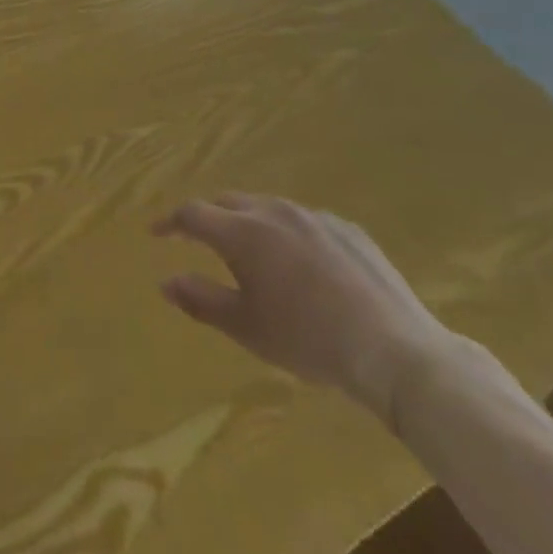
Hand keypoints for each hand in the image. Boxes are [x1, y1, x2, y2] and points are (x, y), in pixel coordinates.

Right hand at [154, 193, 457, 420]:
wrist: (396, 351)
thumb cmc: (309, 340)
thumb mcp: (246, 328)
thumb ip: (201, 300)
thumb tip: (165, 282)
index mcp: (244, 232)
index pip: (192, 214)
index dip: (169, 222)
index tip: (156, 234)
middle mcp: (274, 211)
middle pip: (228, 202)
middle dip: (208, 218)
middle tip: (199, 240)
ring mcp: (315, 217)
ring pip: (267, 207)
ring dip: (248, 222)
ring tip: (250, 251)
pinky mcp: (348, 230)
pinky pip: (304, 221)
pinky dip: (287, 233)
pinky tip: (301, 263)